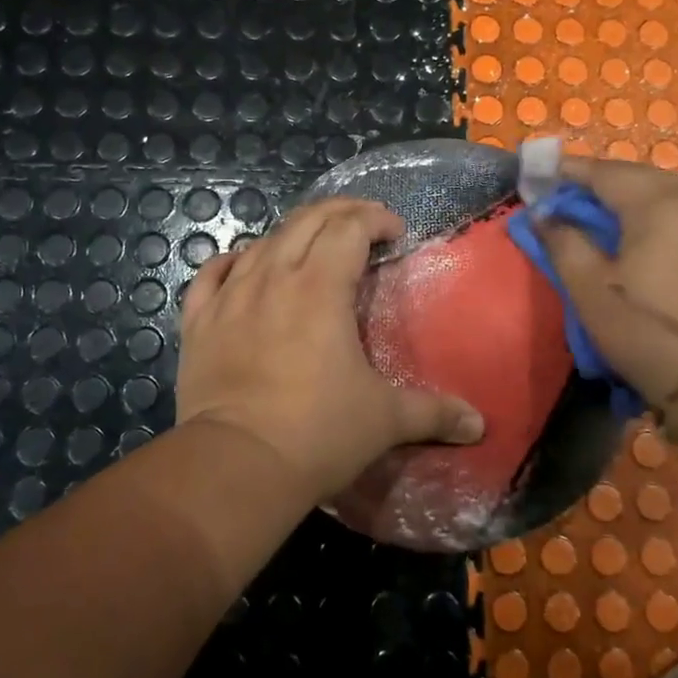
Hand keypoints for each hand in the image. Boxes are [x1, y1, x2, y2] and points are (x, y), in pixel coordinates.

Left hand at [175, 199, 484, 500]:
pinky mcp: (198, 322)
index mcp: (321, 287)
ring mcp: (230, 297)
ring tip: (310, 249)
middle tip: (363, 224)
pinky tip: (242, 267)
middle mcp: (273, 278)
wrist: (236, 464)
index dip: (375, 219)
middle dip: (339, 212)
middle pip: (305, 221)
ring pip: (261, 242)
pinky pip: (211, 275)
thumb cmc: (318, 433)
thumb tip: (479, 424)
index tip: (396, 231)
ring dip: (291, 235)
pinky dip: (233, 262)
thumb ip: (435, 414)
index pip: (349, 228)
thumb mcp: (385, 420)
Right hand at [536, 157, 677, 409]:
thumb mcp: (590, 290)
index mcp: (658, 205)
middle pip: (638, 176)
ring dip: (630, 198)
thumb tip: (542, 214)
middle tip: (565, 200)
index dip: (568, 172)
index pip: (604, 172)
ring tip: (600, 219)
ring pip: (666, 193)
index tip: (539, 179)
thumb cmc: (649, 331)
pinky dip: (658, 214)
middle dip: (599, 182)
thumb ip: (563, 243)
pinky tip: (643, 238)